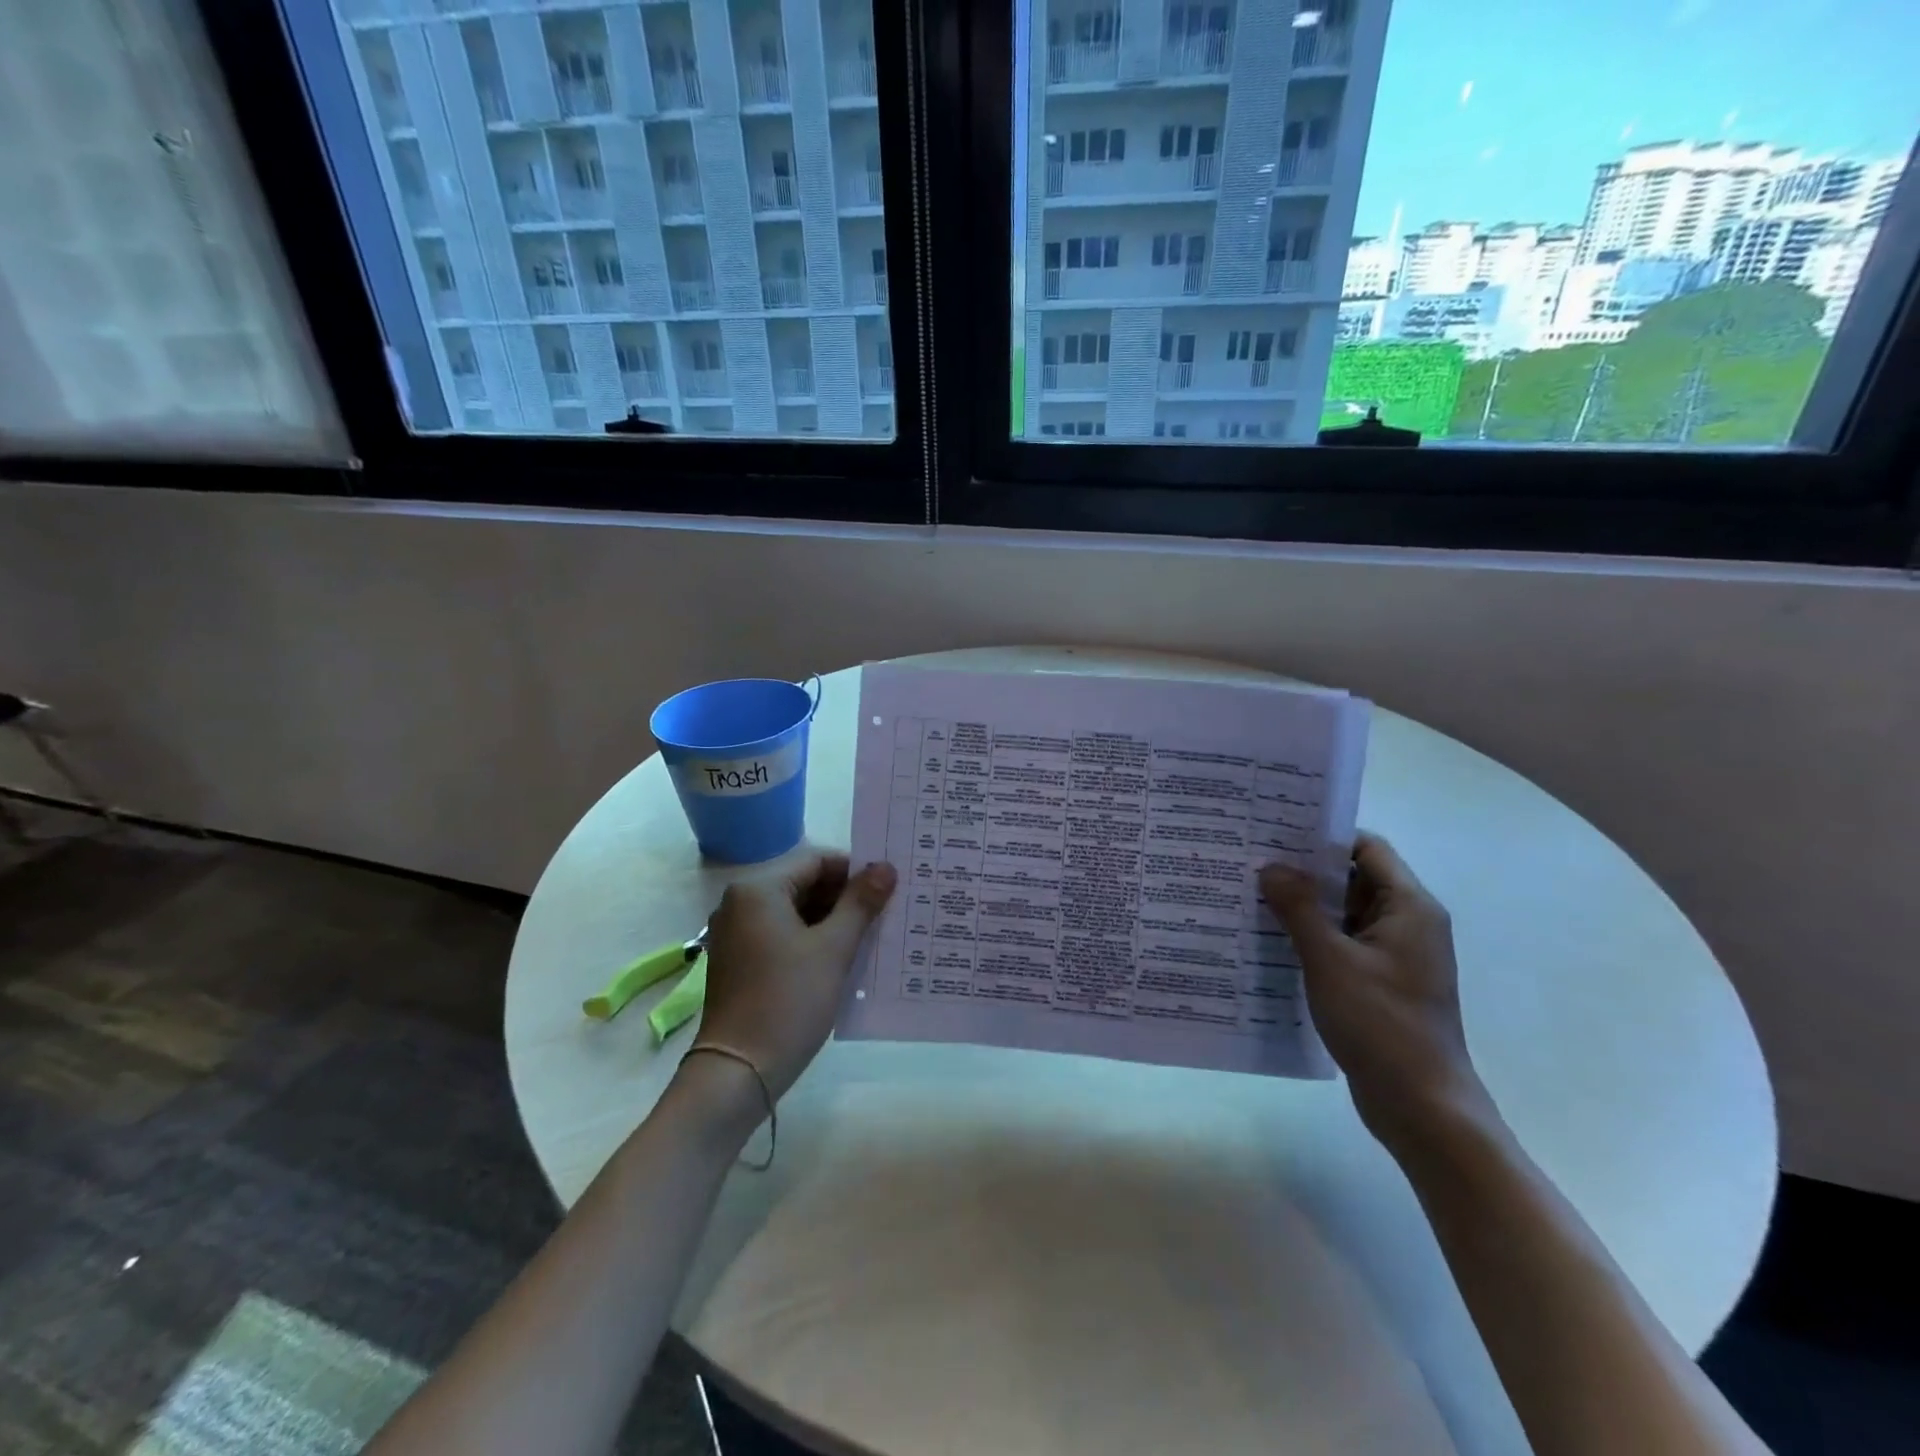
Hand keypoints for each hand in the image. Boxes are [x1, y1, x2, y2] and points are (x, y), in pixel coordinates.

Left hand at [694, 853, 896, 1102]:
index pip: (817, 861)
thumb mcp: (833, 949)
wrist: (738, 1073)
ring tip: (873, 936)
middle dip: (846, 898)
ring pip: (796, 913)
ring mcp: (737, 934)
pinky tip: (843, 958)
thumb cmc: (788, 1001)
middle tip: (887, 911)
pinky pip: (783, 936)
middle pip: (805, 885)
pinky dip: (812, 941)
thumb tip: (886, 866)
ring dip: (832, 922)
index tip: (889, 887)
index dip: (855, 871)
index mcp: (758, 889)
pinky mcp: (740, 961)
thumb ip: (860, 903)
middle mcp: (741, 903)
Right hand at [1259, 833, 1487, 1147]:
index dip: (1324, 837)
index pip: (1367, 849)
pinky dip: (1313, 936)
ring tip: (1253, 896)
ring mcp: (1396, 956)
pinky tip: (1272, 940)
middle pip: (1355, 879)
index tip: (1276, 833)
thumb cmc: (1381, 1024)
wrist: (1421, 1105)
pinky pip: (1344, 943)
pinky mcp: (1382, 982)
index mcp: (1409, 907)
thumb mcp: (1331, 960)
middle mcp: (1409, 924)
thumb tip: (1270, 866)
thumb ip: (1299, 908)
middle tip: (1254, 862)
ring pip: (1346, 914)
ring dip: (1306, 906)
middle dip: (1306, 871)